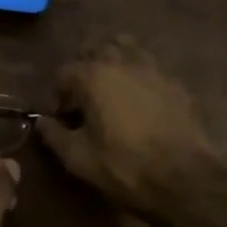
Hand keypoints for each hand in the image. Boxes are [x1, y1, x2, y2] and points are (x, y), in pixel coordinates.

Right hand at [35, 37, 218, 213]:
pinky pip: (151, 67)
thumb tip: (40, 121)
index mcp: (94, 76)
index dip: (58, 95)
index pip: (64, 73)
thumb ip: (53, 135)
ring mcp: (153, 69)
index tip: (61, 117)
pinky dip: (139, 75)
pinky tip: (141, 99)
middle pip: (96, 50)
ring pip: (127, 48)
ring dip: (114, 61)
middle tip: (84, 98)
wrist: (185, 178)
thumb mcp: (78, 158)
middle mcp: (122, 62)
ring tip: (112, 87)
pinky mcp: (175, 82)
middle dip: (84, 70)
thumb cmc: (125, 167)